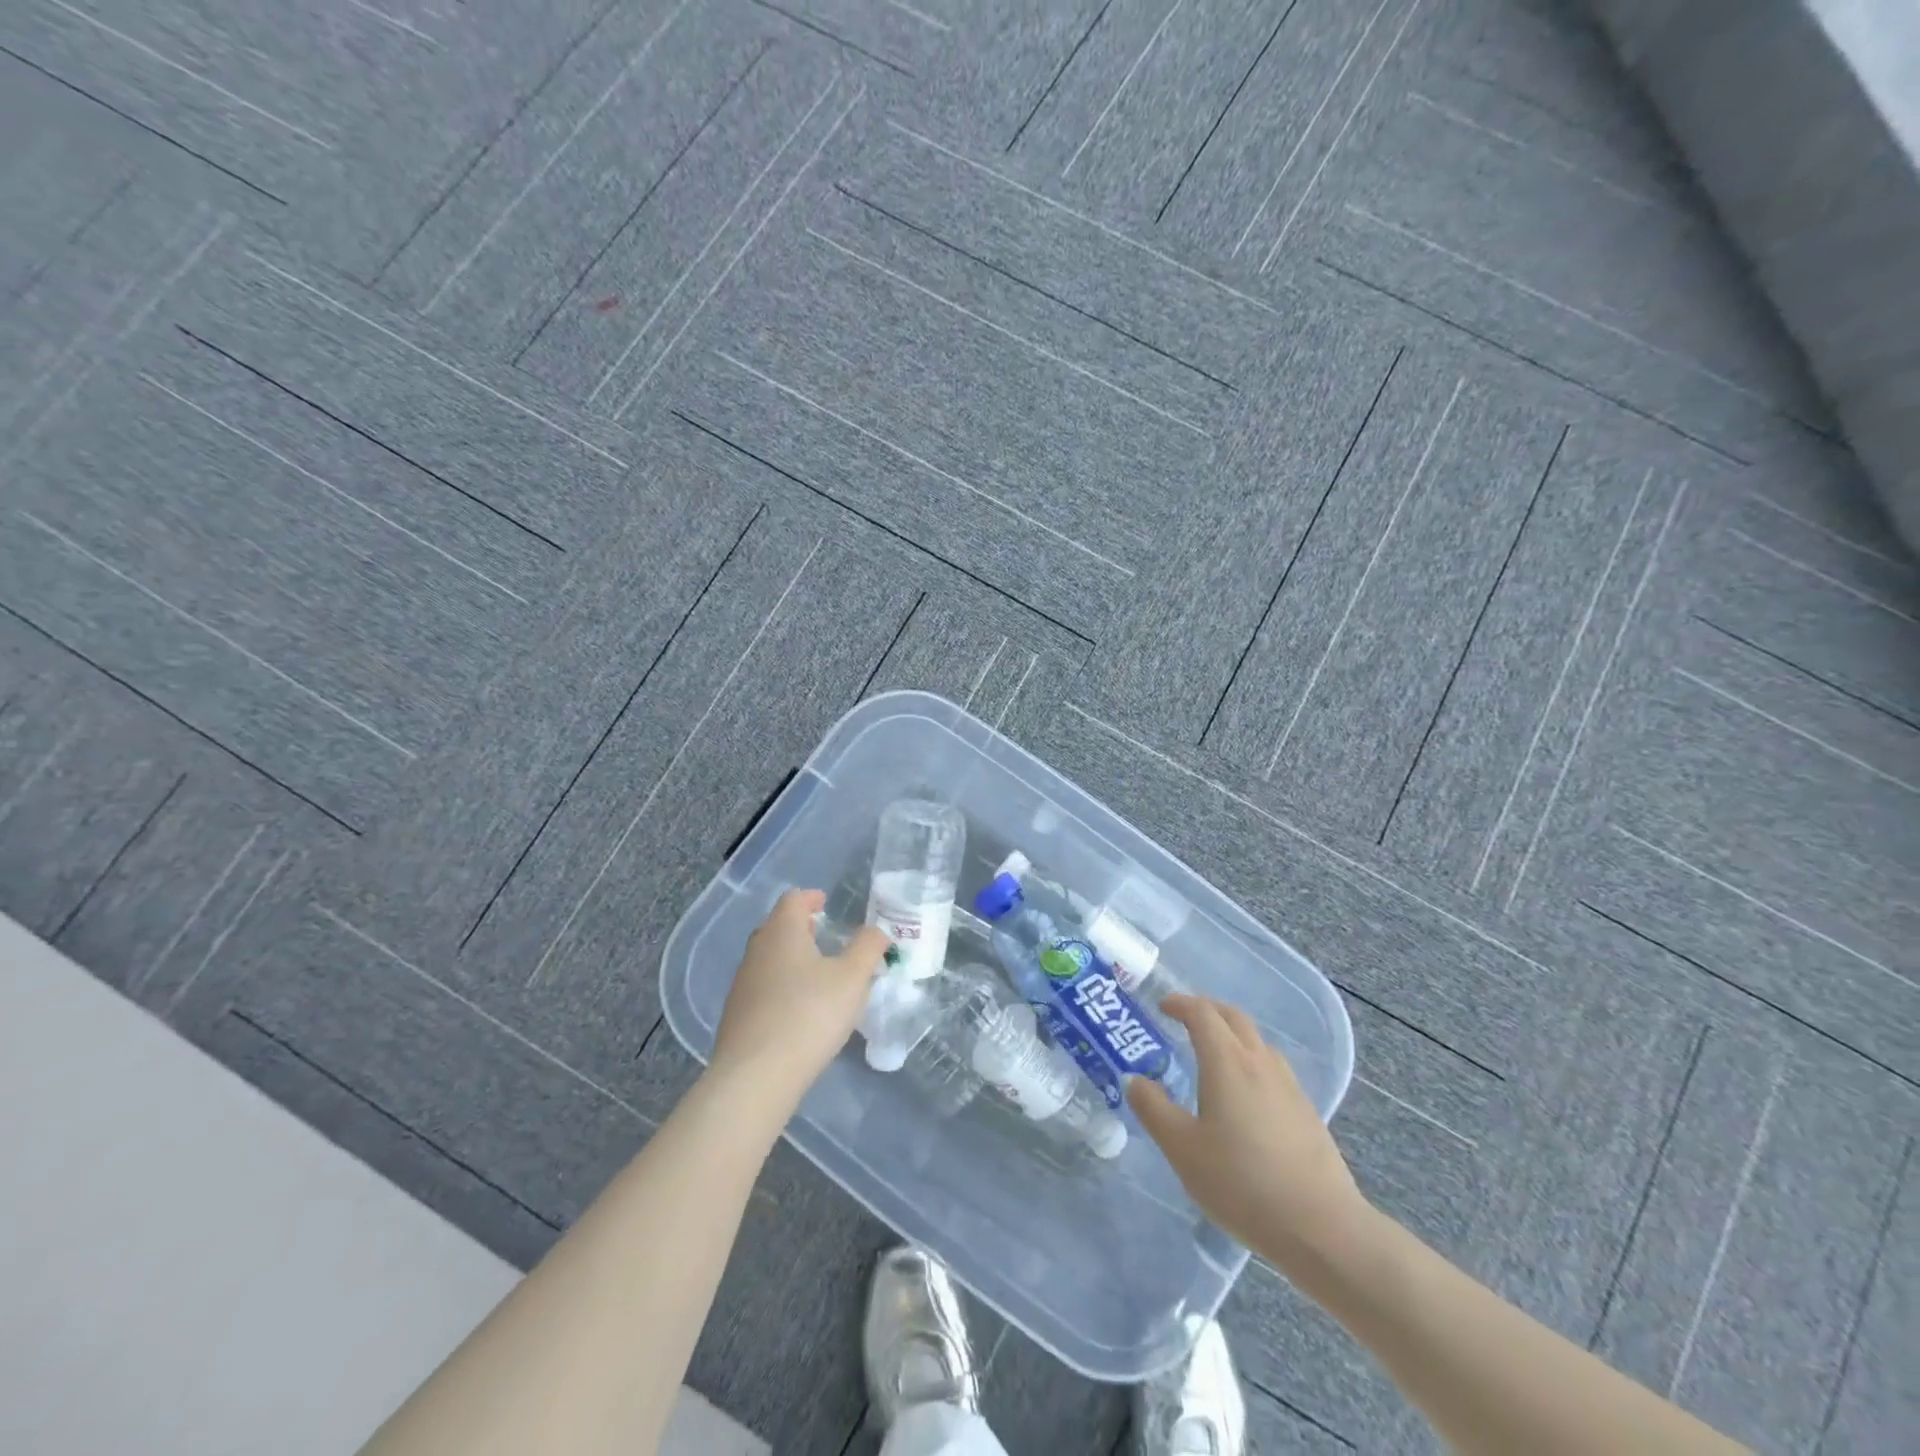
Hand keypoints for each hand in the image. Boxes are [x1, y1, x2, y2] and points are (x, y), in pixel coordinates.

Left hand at [709, 889, 890, 1103]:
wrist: (755, 1076)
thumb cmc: (809, 1014)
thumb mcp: (853, 978)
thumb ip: (868, 948)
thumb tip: (876, 931)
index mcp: (782, 932)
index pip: (792, 899)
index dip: (811, 897)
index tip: (826, 904)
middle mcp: (757, 950)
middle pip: (777, 927)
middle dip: (801, 927)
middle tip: (825, 937)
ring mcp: (742, 984)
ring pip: (769, 958)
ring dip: (792, 958)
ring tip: (818, 975)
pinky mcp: (736, 1015)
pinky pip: (763, 988)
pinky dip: (782, 987)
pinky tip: (799, 1010)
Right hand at [1128, 994, 1365, 1256]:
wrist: (1322, 1228)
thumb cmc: (1242, 1183)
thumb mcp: (1182, 1149)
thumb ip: (1153, 1109)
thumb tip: (1135, 1080)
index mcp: (1227, 1061)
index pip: (1202, 1013)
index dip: (1180, 1003)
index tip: (1162, 1006)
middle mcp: (1260, 1062)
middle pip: (1234, 1018)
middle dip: (1207, 1010)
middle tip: (1184, 1019)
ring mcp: (1289, 1086)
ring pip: (1257, 1042)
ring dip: (1232, 1034)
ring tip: (1213, 1054)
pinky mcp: (1306, 1112)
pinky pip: (1272, 1068)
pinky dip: (1250, 1061)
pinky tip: (1245, 1095)